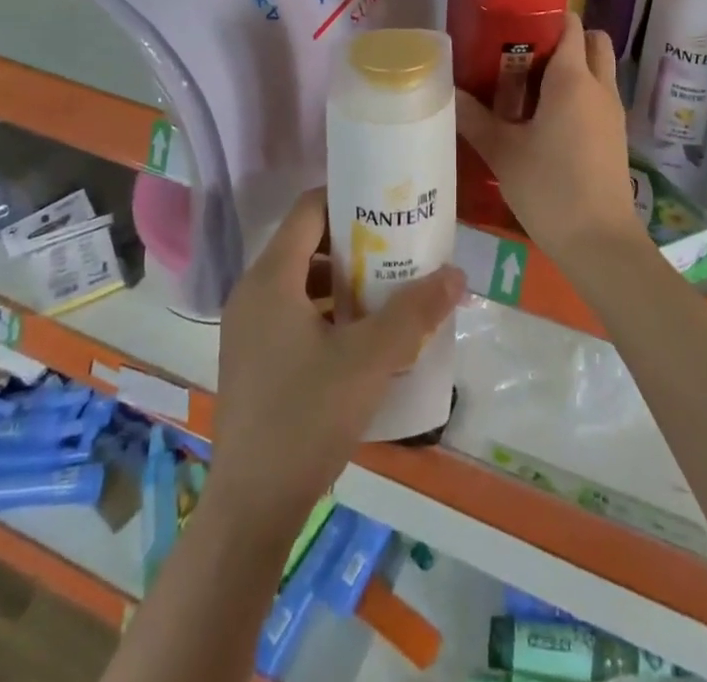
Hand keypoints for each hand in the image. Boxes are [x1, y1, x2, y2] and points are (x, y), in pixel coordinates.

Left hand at [209, 188, 464, 534]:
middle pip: (306, 243)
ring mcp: (249, 328)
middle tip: (401, 246)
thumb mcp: (369, 361)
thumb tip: (457, 274)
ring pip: (302, 281)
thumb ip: (414, 313)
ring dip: (345, 279)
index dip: (348, 197)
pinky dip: (329, 309)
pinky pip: (294, 312)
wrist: (251, 509)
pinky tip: (365, 334)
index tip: (389, 204)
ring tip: (391, 287)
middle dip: (355, 242)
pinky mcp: (254, 359)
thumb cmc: (306, 419)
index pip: (308, 209)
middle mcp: (253, 293)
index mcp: (270, 278)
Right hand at [456, 12, 645, 263]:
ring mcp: (613, 111)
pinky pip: (600, 96)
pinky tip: (549, 121)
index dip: (546, 19)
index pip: (571, 25)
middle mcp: (599, 86)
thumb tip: (448, 91)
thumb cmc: (549, 187)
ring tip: (533, 90)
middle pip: (594, 41)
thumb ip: (474, 118)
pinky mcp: (617, 135)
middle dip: (566, 40)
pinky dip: (581, 94)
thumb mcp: (503, 151)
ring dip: (575, 68)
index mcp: (573, 79)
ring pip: (600, 70)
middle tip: (527, 57)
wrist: (599, 241)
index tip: (514, 28)